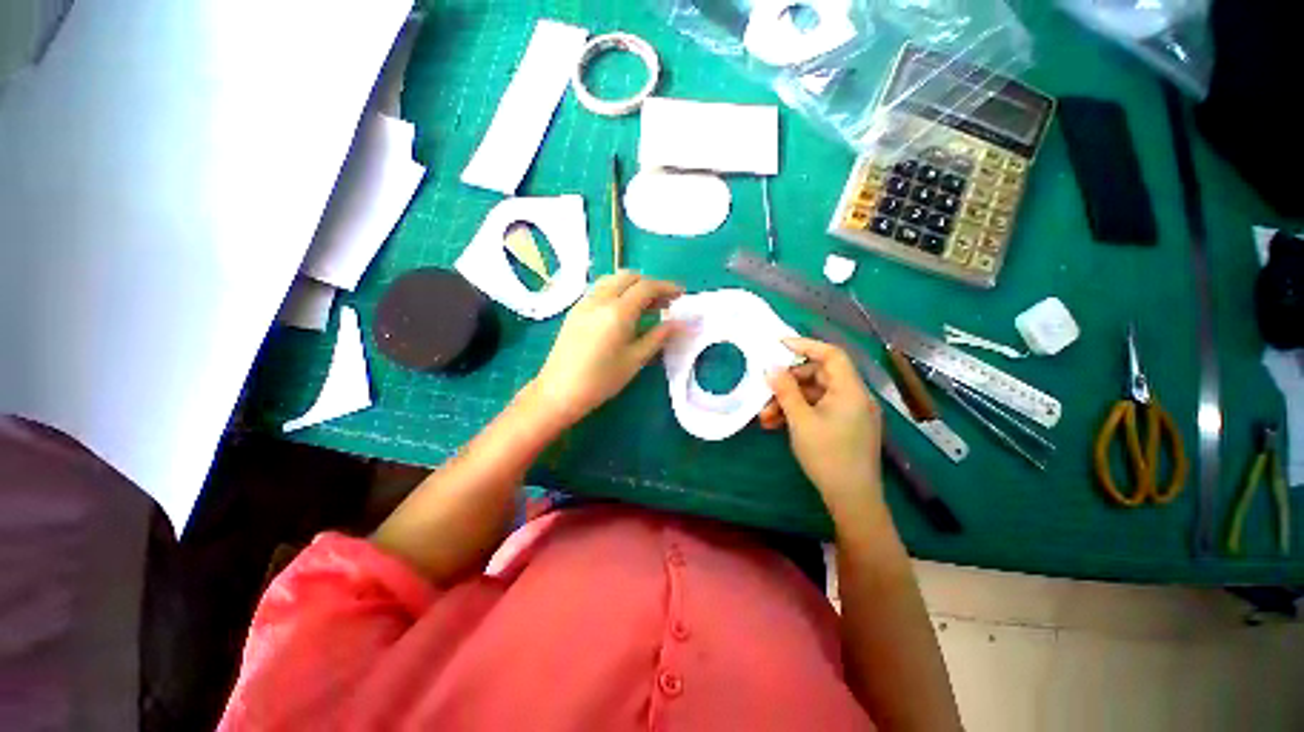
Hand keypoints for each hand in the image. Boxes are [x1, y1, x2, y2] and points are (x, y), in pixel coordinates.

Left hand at [528, 272, 683, 429]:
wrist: (558, 391)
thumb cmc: (601, 380)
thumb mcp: (635, 360)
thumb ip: (658, 337)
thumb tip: (679, 323)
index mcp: (617, 311)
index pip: (646, 287)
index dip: (666, 287)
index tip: (681, 294)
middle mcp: (599, 299)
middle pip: (628, 277)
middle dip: (649, 284)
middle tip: (664, 301)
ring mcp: (584, 303)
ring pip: (612, 280)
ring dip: (632, 286)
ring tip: (646, 305)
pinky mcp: (575, 310)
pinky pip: (600, 290)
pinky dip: (617, 291)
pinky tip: (623, 311)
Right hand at [762, 337, 883, 513]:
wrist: (851, 499)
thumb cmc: (827, 456)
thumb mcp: (801, 421)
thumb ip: (785, 391)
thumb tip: (771, 368)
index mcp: (850, 390)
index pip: (831, 355)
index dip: (805, 345)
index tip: (779, 345)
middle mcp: (854, 397)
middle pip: (819, 375)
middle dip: (789, 383)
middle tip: (766, 392)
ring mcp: (849, 412)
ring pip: (815, 395)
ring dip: (789, 401)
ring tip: (765, 417)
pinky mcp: (844, 426)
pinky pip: (819, 409)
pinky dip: (798, 413)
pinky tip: (776, 424)